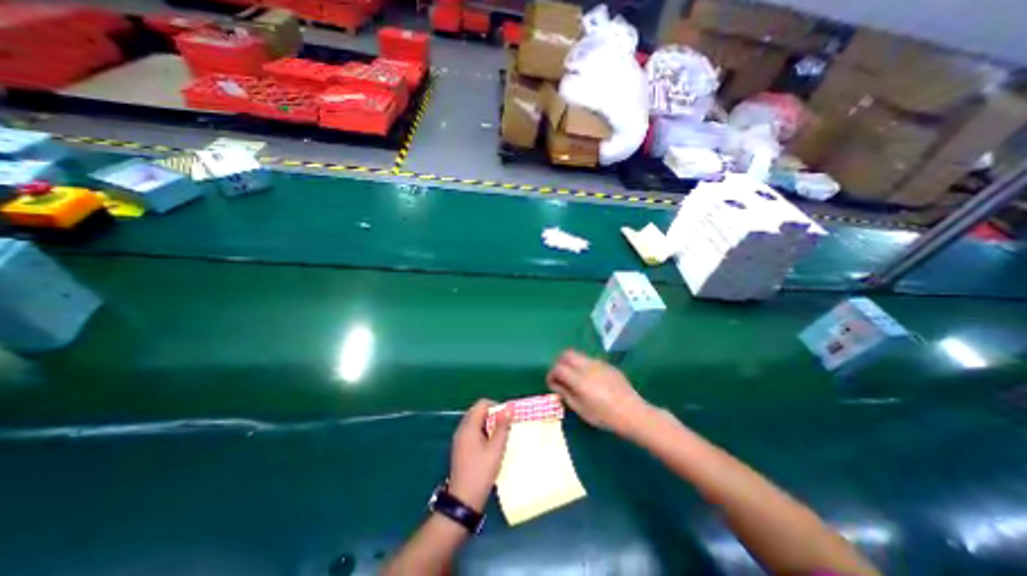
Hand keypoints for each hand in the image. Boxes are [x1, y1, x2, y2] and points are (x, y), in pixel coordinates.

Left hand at [452, 398, 510, 510]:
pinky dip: (483, 433)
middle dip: (493, 415)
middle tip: (505, 427)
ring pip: (476, 422)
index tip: (507, 417)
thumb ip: (502, 427)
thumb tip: (508, 409)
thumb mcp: (496, 449)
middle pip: (478, 412)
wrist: (463, 500)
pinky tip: (491, 446)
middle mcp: (462, 429)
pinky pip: (473, 432)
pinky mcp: (461, 448)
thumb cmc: (481, 472)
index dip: (496, 406)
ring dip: (489, 424)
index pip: (482, 404)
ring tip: (501, 437)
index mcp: (469, 426)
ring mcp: (460, 439)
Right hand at [545, 351, 647, 436]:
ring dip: (572, 363)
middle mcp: (587, 366)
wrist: (632, 413)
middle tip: (560, 376)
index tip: (552, 383)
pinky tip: (590, 380)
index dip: (551, 374)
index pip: (558, 367)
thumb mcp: (581, 409)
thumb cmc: (604, 416)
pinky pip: (590, 360)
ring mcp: (599, 363)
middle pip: (567, 354)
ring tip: (574, 378)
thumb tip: (555, 384)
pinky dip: (583, 366)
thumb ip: (565, 394)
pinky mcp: (607, 365)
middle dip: (560, 362)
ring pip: (579, 355)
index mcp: (579, 378)